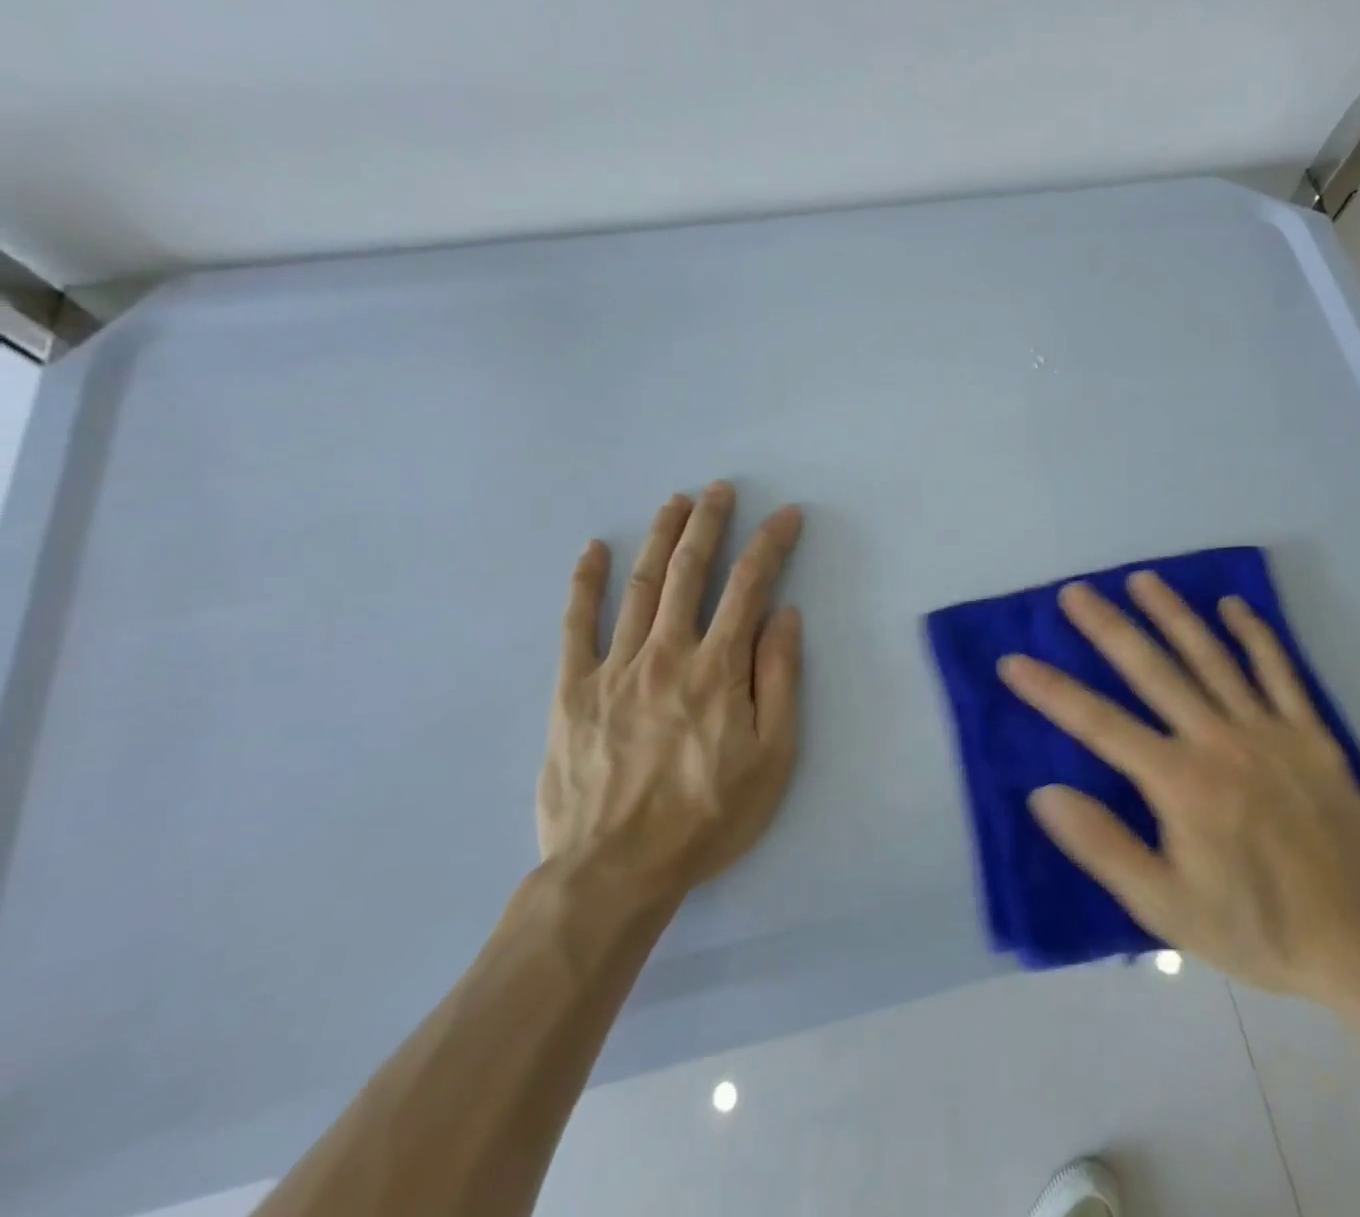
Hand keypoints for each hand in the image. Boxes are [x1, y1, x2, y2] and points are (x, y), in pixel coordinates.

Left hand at [538, 482, 804, 916]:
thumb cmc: (707, 816)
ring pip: (640, 585)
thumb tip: (784, 615)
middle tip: (720, 489)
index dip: (770, 544)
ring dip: (660, 537)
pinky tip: (593, 549)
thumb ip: (779, 679)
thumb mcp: (772, 756)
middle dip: (709, 523)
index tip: (786, 515)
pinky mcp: (572, 689)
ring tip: (674, 501)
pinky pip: (576, 624)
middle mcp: (666, 652)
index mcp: (717, 668)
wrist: (615, 872)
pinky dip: (585, 582)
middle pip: (689, 571)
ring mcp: (614, 666)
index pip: (750, 586)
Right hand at [997, 573, 1359, 1001]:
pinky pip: (1280, 672)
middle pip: (1152, 670)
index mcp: (1179, 781)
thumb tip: (1044, 792)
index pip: (1099, 724)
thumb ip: (1103, 846)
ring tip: (1142, 579)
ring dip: (1173, 614)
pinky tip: (1233, 604)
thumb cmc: (1254, 928)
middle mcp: (1218, 740)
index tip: (1014, 661)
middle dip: (1109, 627)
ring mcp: (1268, 730)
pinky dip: (1255, 635)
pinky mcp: (1310, 734)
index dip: (1051, 691)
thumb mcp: (1166, 907)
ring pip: (1211, 657)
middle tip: (1075, 591)